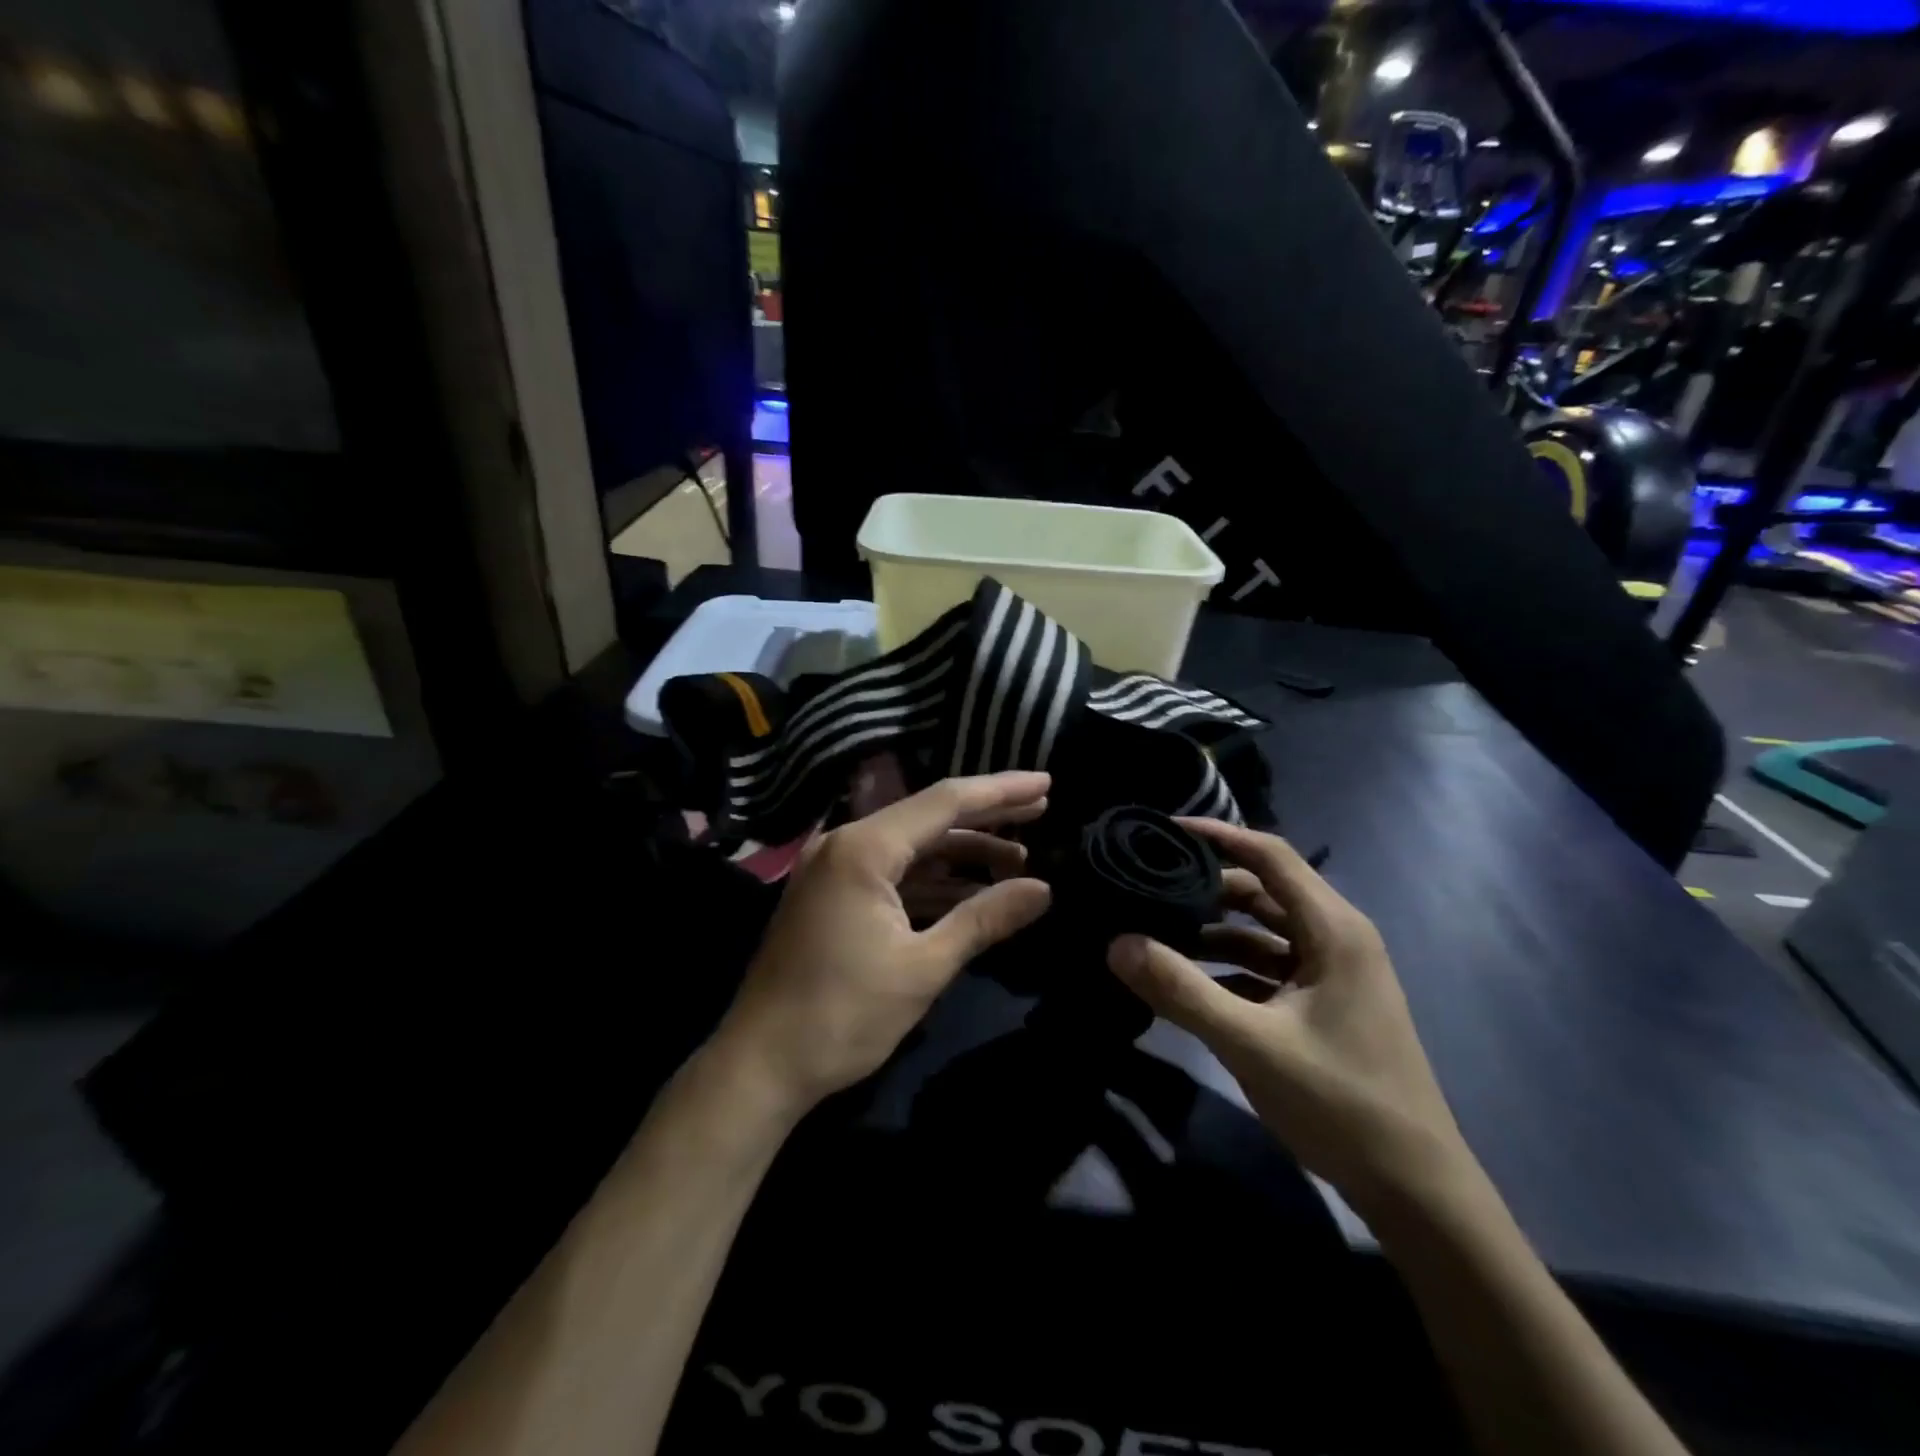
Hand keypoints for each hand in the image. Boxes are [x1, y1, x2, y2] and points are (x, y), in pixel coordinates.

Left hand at [712, 773, 1052, 1116]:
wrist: (760, 1065)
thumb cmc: (844, 1016)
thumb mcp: (924, 966)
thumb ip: (985, 919)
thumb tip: (1043, 889)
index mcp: (864, 848)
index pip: (946, 802)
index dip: (1001, 791)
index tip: (1046, 783)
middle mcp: (845, 843)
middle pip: (929, 816)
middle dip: (987, 815)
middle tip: (1042, 808)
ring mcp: (834, 868)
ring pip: (911, 845)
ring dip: (962, 851)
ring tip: (1018, 857)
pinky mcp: (831, 894)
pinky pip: (892, 871)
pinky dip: (932, 878)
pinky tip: (970, 889)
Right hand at [1106, 819, 1471, 1213]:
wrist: (1415, 1191)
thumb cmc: (1341, 1102)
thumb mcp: (1251, 1043)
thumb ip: (1181, 990)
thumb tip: (1116, 943)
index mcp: (1334, 929)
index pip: (1270, 855)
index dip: (1218, 835)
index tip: (1163, 830)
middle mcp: (1336, 938)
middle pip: (1263, 891)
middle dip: (1206, 887)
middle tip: (1147, 888)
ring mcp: (1332, 973)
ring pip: (1263, 931)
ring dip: (1213, 931)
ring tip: (1156, 933)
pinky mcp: (1323, 1004)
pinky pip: (1268, 967)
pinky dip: (1228, 967)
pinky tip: (1188, 982)